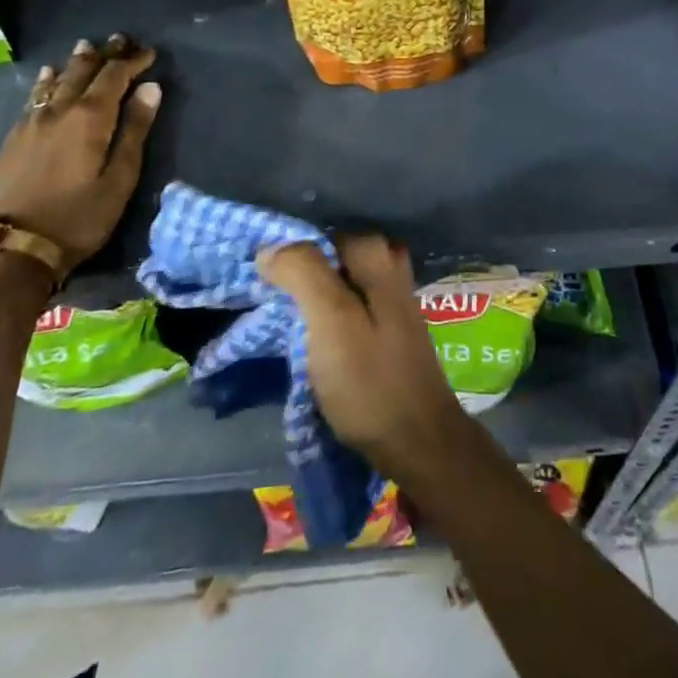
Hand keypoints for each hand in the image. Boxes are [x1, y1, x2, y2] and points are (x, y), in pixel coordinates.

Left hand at [0, 35, 162, 277]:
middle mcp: (59, 111)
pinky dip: (47, 82)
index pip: (115, 76)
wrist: (10, 250)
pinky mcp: (12, 139)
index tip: (149, 52)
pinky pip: (34, 97)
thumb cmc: (78, 217)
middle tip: (119, 39)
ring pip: (56, 81)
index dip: (133, 61)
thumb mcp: (119, 178)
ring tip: (86, 47)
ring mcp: (30, 123)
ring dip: (75, 63)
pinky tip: (47, 78)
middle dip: (104, 54)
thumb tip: (151, 88)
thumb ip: (134, 130)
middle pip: (83, 72)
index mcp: (90, 118)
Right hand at [260, 236, 473, 482]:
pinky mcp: (389, 326)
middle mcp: (389, 265)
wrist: (418, 440)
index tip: (259, 285)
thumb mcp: (331, 321)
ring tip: (279, 322)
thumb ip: (304, 274)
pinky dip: (326, 315)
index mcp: (377, 255)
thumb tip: (270, 247)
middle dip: (298, 276)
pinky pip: (348, 305)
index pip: (318, 236)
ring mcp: (392, 297)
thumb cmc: (370, 380)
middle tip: (267, 305)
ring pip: (339, 282)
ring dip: (310, 298)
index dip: (286, 257)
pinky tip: (309, 337)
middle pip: (329, 258)